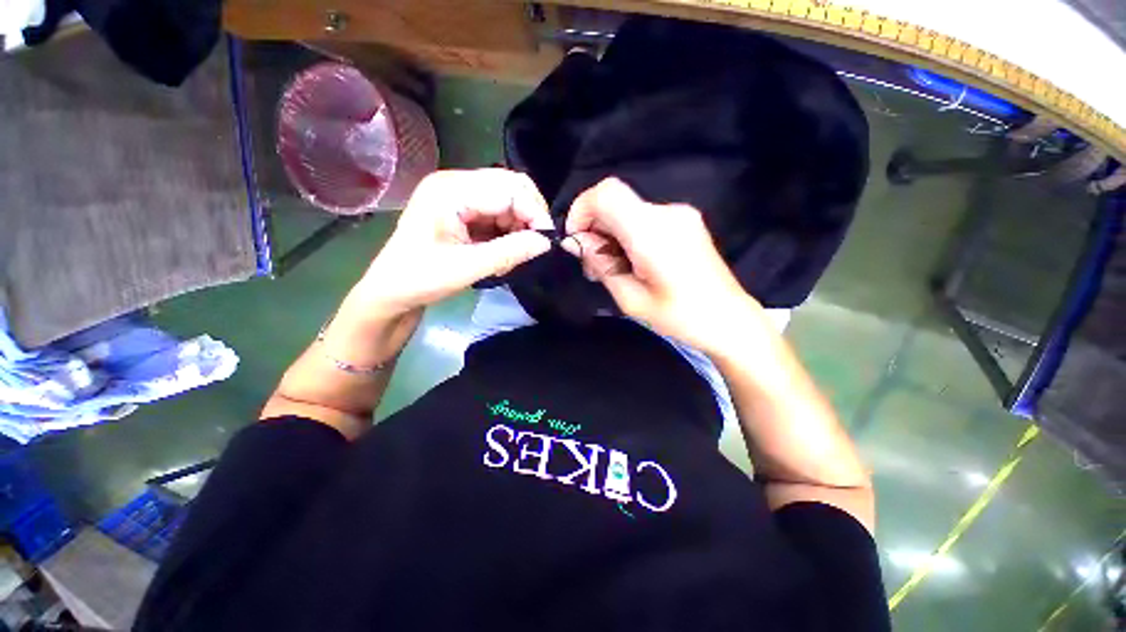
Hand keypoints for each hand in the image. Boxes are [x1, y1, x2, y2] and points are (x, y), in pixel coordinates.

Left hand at [353, 169, 553, 317]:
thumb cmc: (420, 280)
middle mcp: (456, 183)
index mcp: (450, 190)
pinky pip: (498, 214)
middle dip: (528, 217)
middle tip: (534, 248)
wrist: (391, 292)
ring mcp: (458, 195)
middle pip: (510, 188)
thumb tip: (547, 242)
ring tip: (512, 258)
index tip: (547, 241)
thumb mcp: (467, 268)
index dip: (534, 212)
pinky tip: (502, 255)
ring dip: (518, 228)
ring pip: (507, 202)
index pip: (509, 188)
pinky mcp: (463, 210)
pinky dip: (507, 234)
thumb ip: (509, 253)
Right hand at [563, 178, 763, 353]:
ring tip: (614, 269)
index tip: (577, 241)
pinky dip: (628, 234)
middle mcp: (667, 213)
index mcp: (652, 232)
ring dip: (611, 234)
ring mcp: (680, 214)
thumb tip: (576, 241)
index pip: (606, 194)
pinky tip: (633, 262)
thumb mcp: (630, 299)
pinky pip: (643, 218)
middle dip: (594, 228)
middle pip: (615, 202)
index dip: (582, 210)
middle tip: (593, 266)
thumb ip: (601, 264)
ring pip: (627, 210)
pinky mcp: (685, 221)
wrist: (729, 320)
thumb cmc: (679, 317)